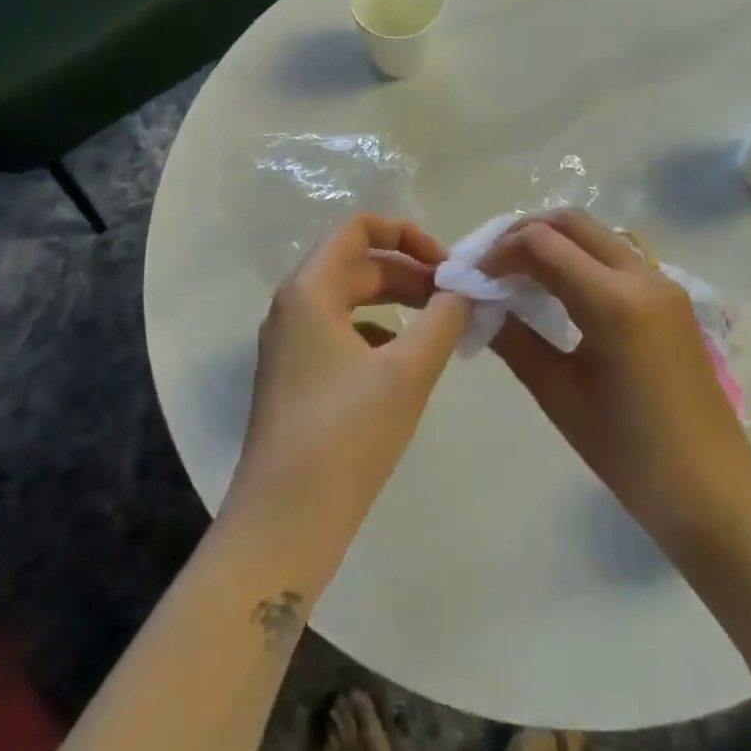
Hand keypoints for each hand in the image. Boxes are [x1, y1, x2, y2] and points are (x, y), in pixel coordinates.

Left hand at [225, 214, 469, 590]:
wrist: (285, 521)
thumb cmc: (347, 435)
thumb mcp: (407, 372)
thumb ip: (443, 319)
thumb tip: (466, 288)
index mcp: (310, 290)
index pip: (358, 228)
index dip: (406, 234)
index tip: (446, 265)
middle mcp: (293, 306)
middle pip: (357, 264)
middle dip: (409, 272)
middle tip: (455, 299)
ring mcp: (290, 343)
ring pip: (350, 299)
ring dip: (396, 301)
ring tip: (439, 325)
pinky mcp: (296, 375)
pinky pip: (342, 332)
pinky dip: (378, 332)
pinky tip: (405, 362)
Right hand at [483, 210, 750, 557]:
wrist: (712, 492)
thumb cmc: (629, 454)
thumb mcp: (559, 395)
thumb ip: (514, 341)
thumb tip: (477, 305)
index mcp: (614, 302)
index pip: (542, 243)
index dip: (499, 252)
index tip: (473, 279)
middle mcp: (642, 277)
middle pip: (572, 222)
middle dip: (524, 234)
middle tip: (492, 268)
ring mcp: (663, 284)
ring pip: (597, 234)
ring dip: (554, 242)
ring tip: (519, 277)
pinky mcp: (672, 298)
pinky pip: (616, 257)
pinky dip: (580, 258)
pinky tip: (559, 292)